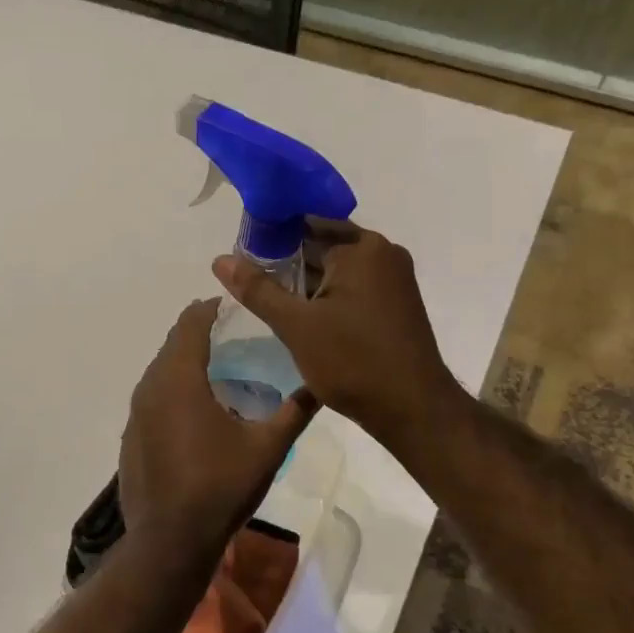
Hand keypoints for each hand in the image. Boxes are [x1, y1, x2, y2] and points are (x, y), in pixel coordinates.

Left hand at [118, 300, 317, 555]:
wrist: (170, 541)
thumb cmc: (220, 487)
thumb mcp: (268, 448)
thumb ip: (295, 412)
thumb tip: (322, 385)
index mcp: (180, 379)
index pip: (191, 323)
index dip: (212, 308)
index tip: (237, 306)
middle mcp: (150, 388)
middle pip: (174, 344)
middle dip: (202, 333)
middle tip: (237, 337)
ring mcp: (136, 414)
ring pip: (161, 371)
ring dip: (186, 363)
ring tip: (221, 371)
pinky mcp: (131, 437)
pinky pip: (153, 398)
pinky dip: (174, 391)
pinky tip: (197, 413)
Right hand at [212, 219, 464, 451]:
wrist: (413, 410)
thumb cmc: (353, 362)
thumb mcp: (296, 326)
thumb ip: (258, 289)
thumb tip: (220, 259)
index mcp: (362, 248)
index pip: (307, 222)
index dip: (271, 234)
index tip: (242, 251)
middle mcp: (383, 254)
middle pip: (324, 244)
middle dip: (287, 260)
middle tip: (249, 279)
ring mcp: (394, 281)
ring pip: (338, 270)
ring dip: (306, 282)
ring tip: (268, 298)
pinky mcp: (395, 305)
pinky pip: (353, 288)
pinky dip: (327, 296)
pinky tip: (301, 316)